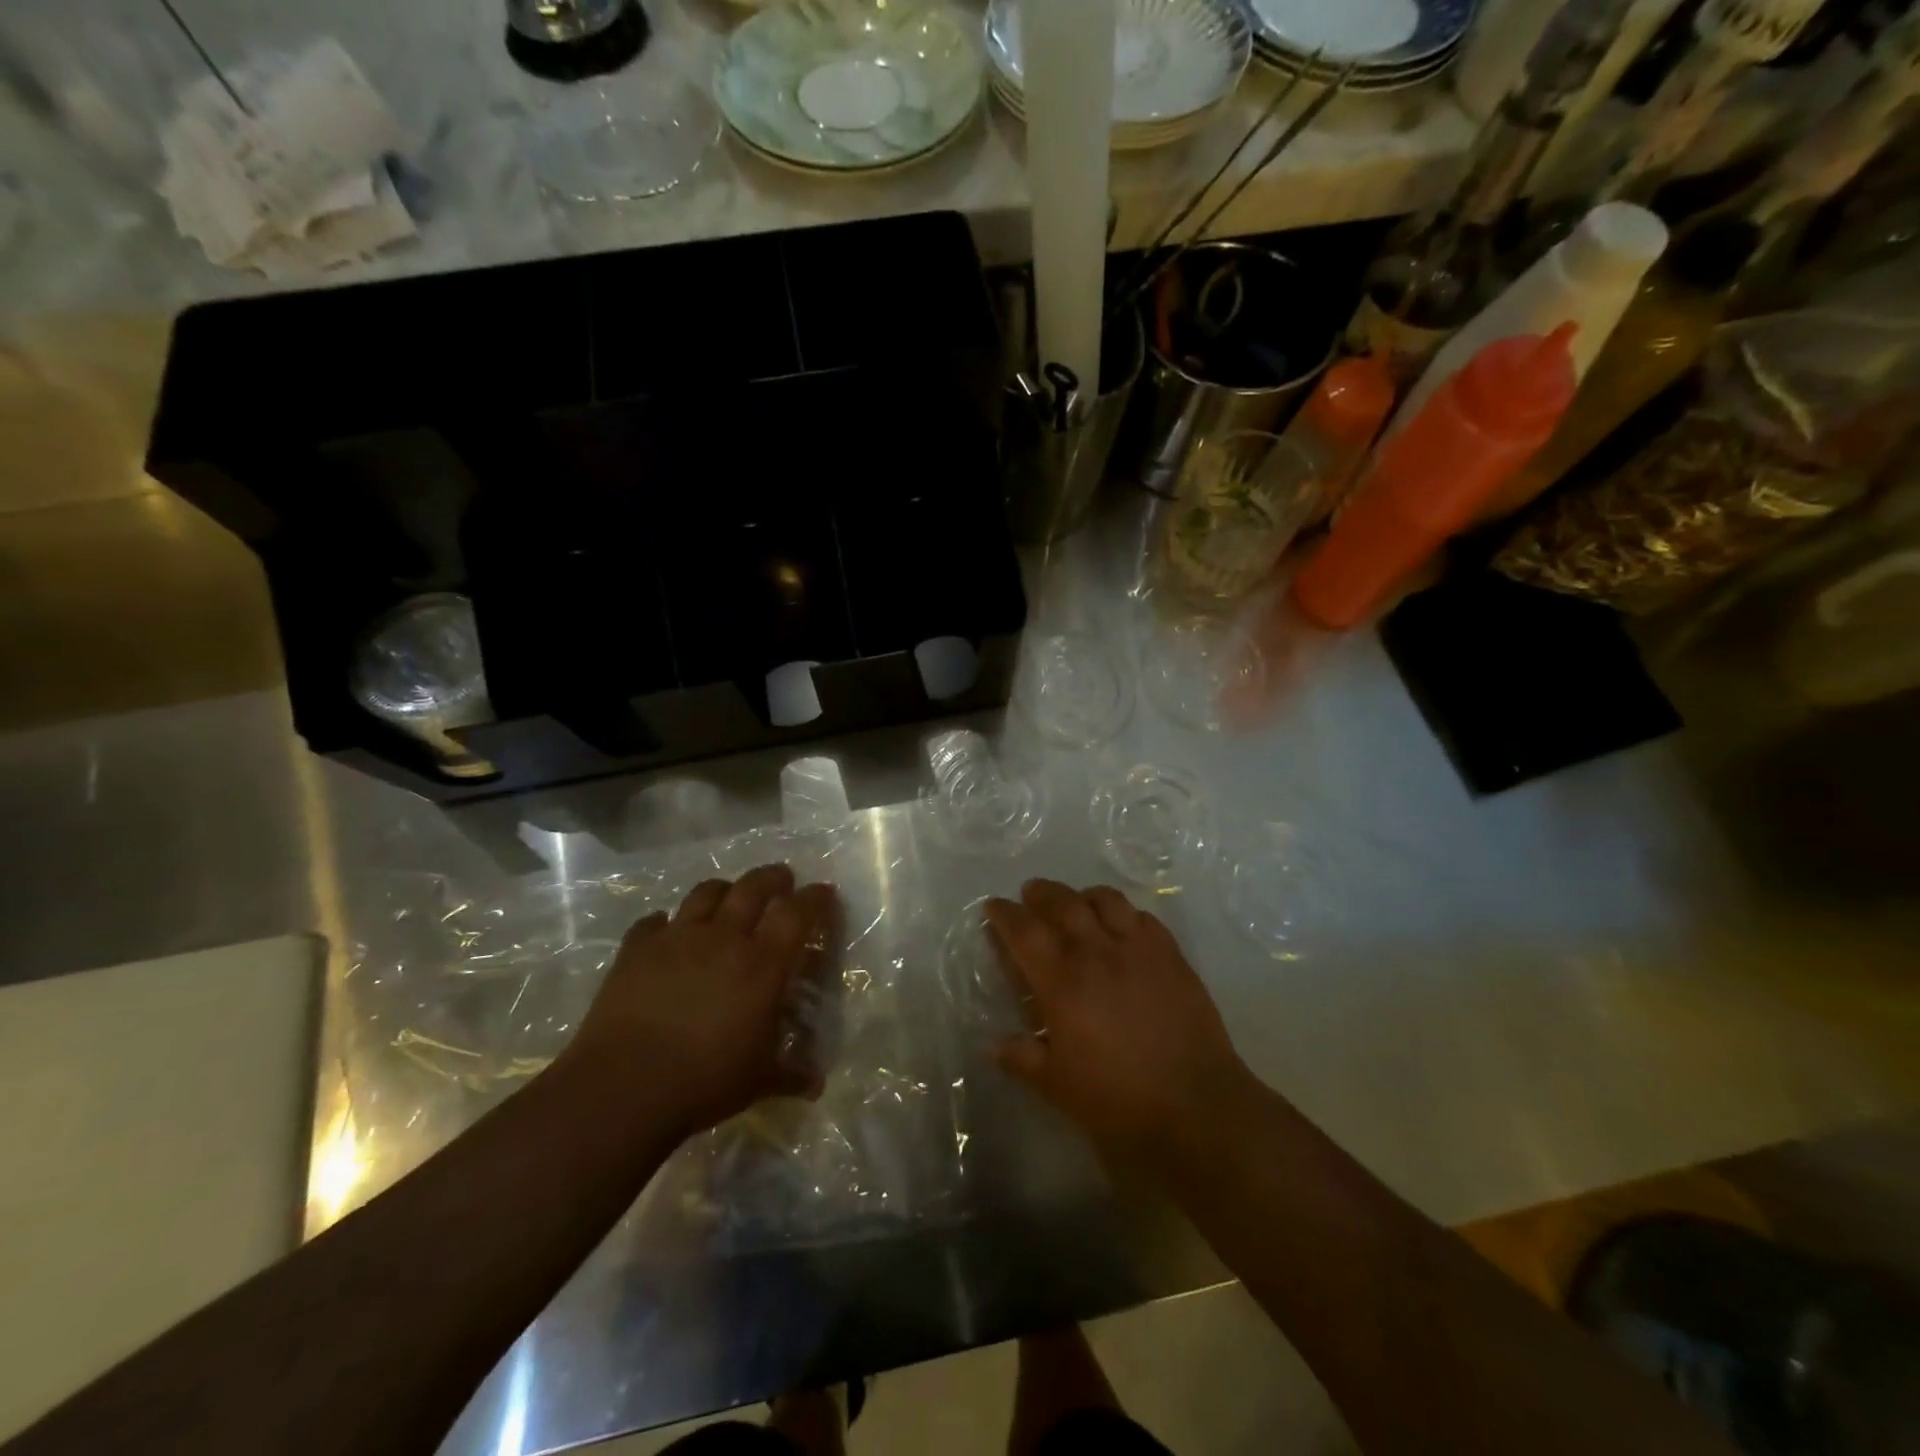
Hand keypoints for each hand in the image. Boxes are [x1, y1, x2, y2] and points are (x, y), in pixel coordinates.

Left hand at [563, 864, 839, 1139]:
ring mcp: (677, 938)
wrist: (624, 1086)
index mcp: (763, 963)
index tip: (824, 893)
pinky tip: (665, 932)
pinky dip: (663, 922)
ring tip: (728, 896)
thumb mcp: (759, 1081)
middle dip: (773, 878)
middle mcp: (724, 937)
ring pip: (706, 892)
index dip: (815, 898)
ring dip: (723, 890)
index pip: (798, 913)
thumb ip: (790, 1074)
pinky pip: (652, 922)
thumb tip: (816, 1085)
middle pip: (754, 887)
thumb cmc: (705, 1080)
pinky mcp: (637, 949)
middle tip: (782, 880)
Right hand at [986, 879, 1258, 1167]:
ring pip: (1106, 900)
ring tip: (1077, 903)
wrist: (1196, 1105)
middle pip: (1063, 902)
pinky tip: (1123, 926)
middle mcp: (1097, 952)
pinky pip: (1144, 918)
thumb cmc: (1118, 1099)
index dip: (1005, 914)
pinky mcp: (1172, 956)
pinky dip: (1124, 913)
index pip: (1024, 931)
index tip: (994, 907)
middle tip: (1030, 894)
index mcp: (1062, 980)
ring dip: (1084, 895)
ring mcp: (1139, 949)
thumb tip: (992, 1046)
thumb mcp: (1057, 1086)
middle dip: (1041, 893)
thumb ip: (1022, 1059)